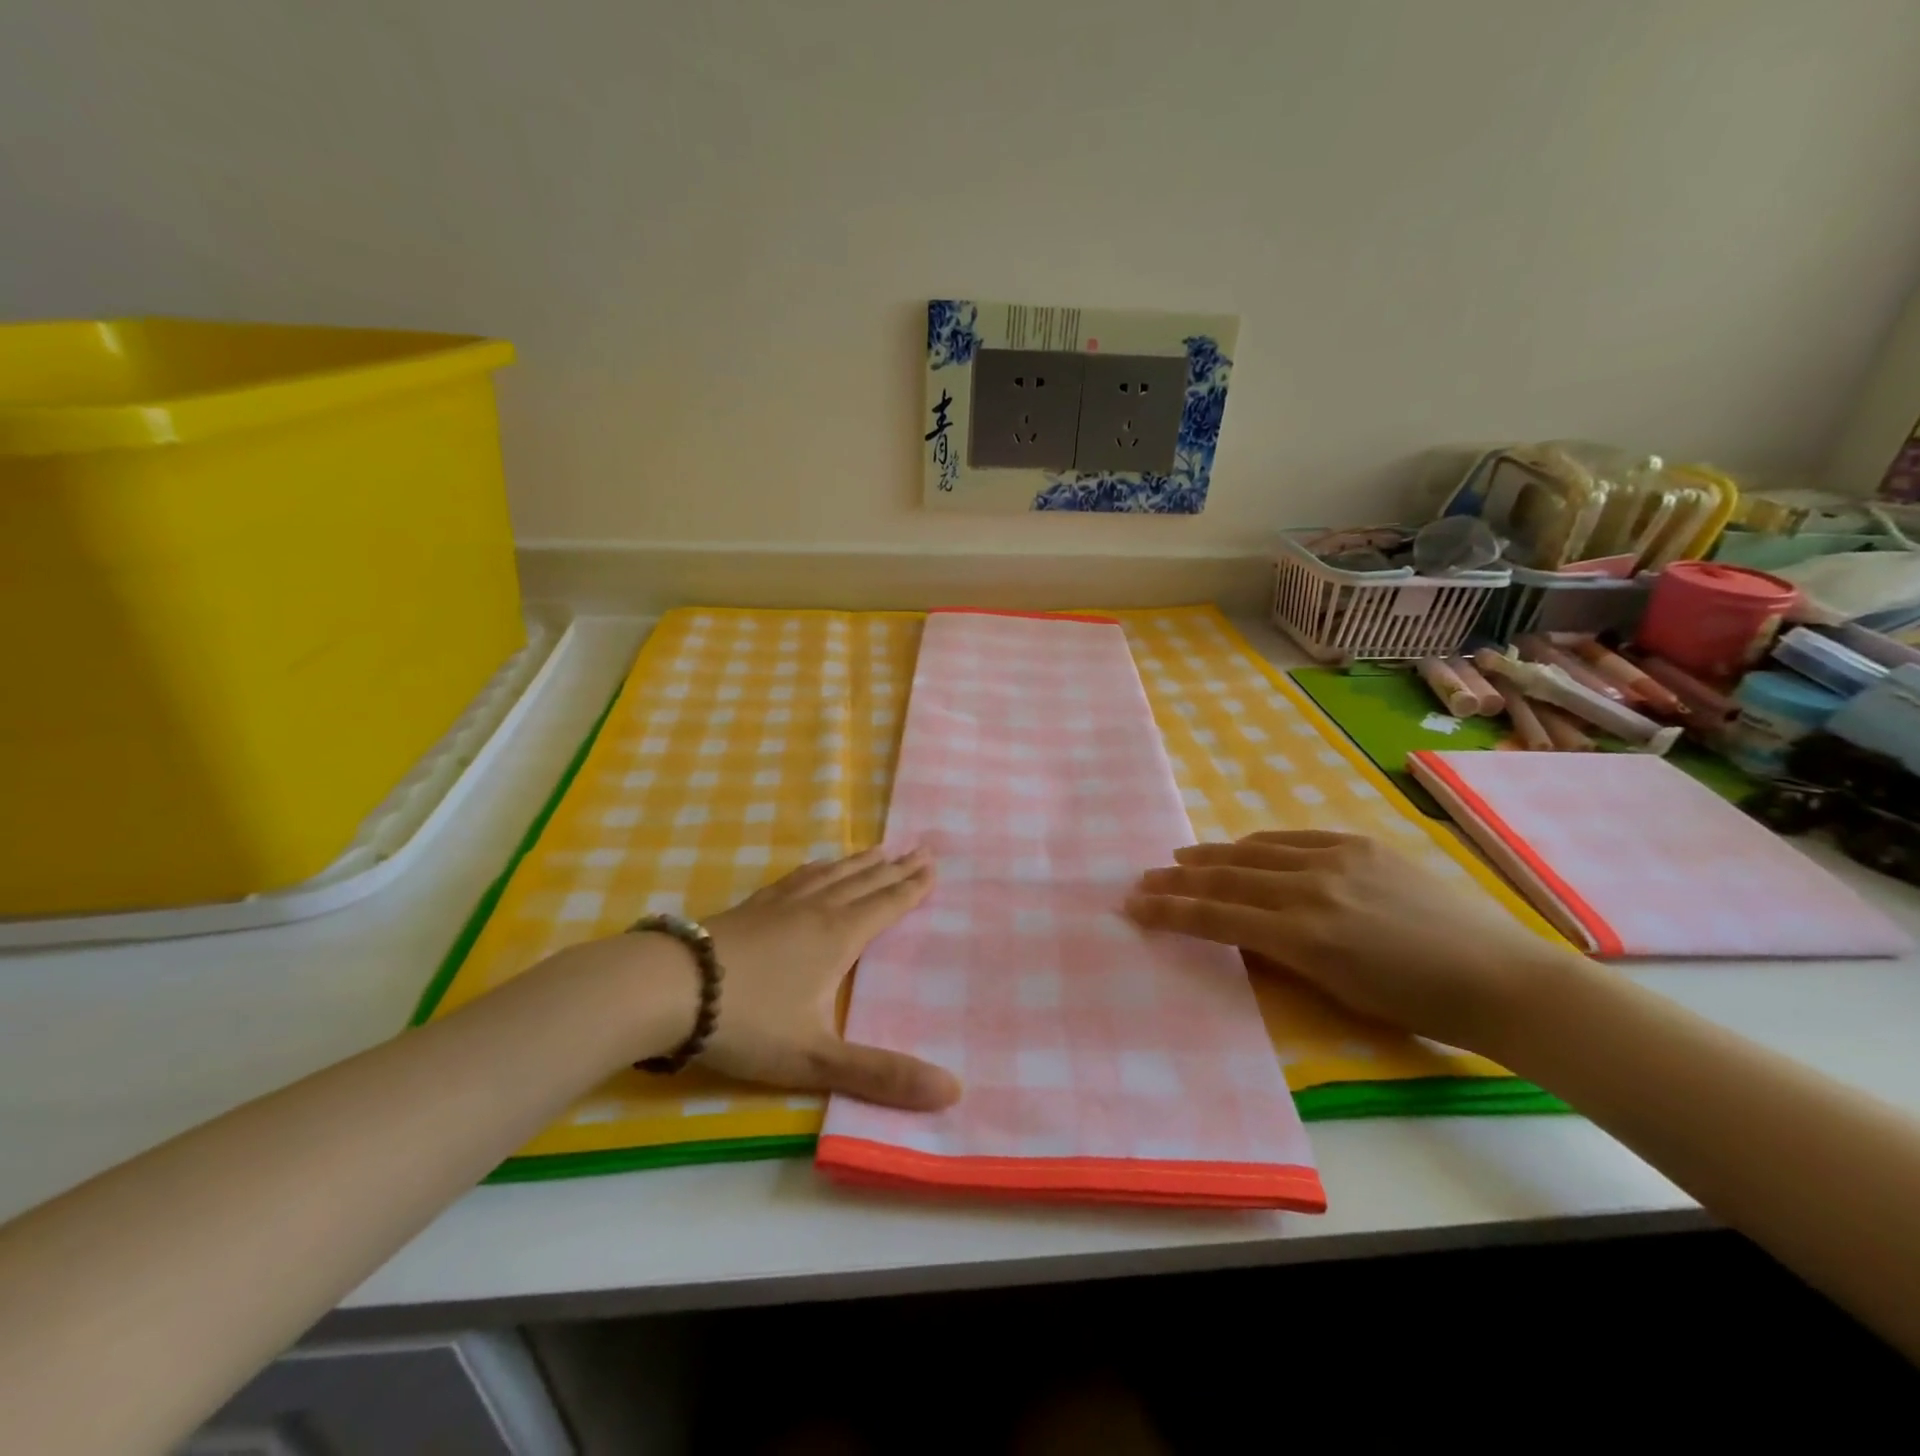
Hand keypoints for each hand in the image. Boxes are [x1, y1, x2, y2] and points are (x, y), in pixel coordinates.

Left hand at [697, 847, 960, 1109]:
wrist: (668, 987)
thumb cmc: (748, 1022)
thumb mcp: (817, 1059)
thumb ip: (881, 1076)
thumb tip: (953, 1092)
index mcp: (838, 937)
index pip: (887, 905)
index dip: (913, 887)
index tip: (933, 865)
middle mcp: (816, 910)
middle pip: (865, 882)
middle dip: (895, 867)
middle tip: (921, 848)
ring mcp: (780, 904)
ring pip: (832, 874)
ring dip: (860, 862)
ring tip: (879, 849)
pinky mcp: (751, 906)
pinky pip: (797, 877)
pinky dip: (818, 868)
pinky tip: (816, 867)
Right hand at [1125, 830, 1579, 1053]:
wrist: (1499, 978)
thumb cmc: (1417, 1006)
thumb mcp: (1337, 992)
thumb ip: (1281, 956)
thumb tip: (1241, 932)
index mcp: (1304, 937)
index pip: (1216, 918)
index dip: (1169, 911)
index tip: (1133, 905)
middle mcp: (1311, 889)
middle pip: (1225, 878)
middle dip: (1177, 880)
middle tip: (1143, 879)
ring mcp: (1336, 859)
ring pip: (1253, 852)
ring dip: (1210, 856)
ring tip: (1180, 858)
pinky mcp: (1360, 844)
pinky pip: (1293, 838)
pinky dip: (1257, 844)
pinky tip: (1241, 847)